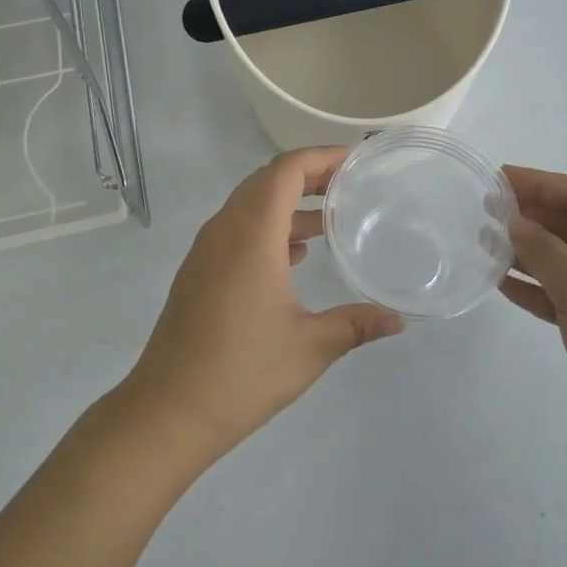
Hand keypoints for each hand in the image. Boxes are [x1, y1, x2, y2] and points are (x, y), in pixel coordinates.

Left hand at [120, 147, 403, 462]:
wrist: (168, 410)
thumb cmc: (242, 372)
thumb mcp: (310, 347)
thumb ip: (356, 325)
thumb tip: (398, 320)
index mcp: (251, 234)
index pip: (285, 170)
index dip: (320, 157)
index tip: (355, 162)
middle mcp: (224, 230)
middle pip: (266, 180)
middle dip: (308, 176)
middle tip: (349, 185)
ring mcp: (206, 250)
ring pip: (250, 206)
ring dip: (288, 204)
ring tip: (331, 219)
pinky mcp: (198, 271)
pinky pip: (237, 230)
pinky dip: (269, 228)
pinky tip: (297, 257)